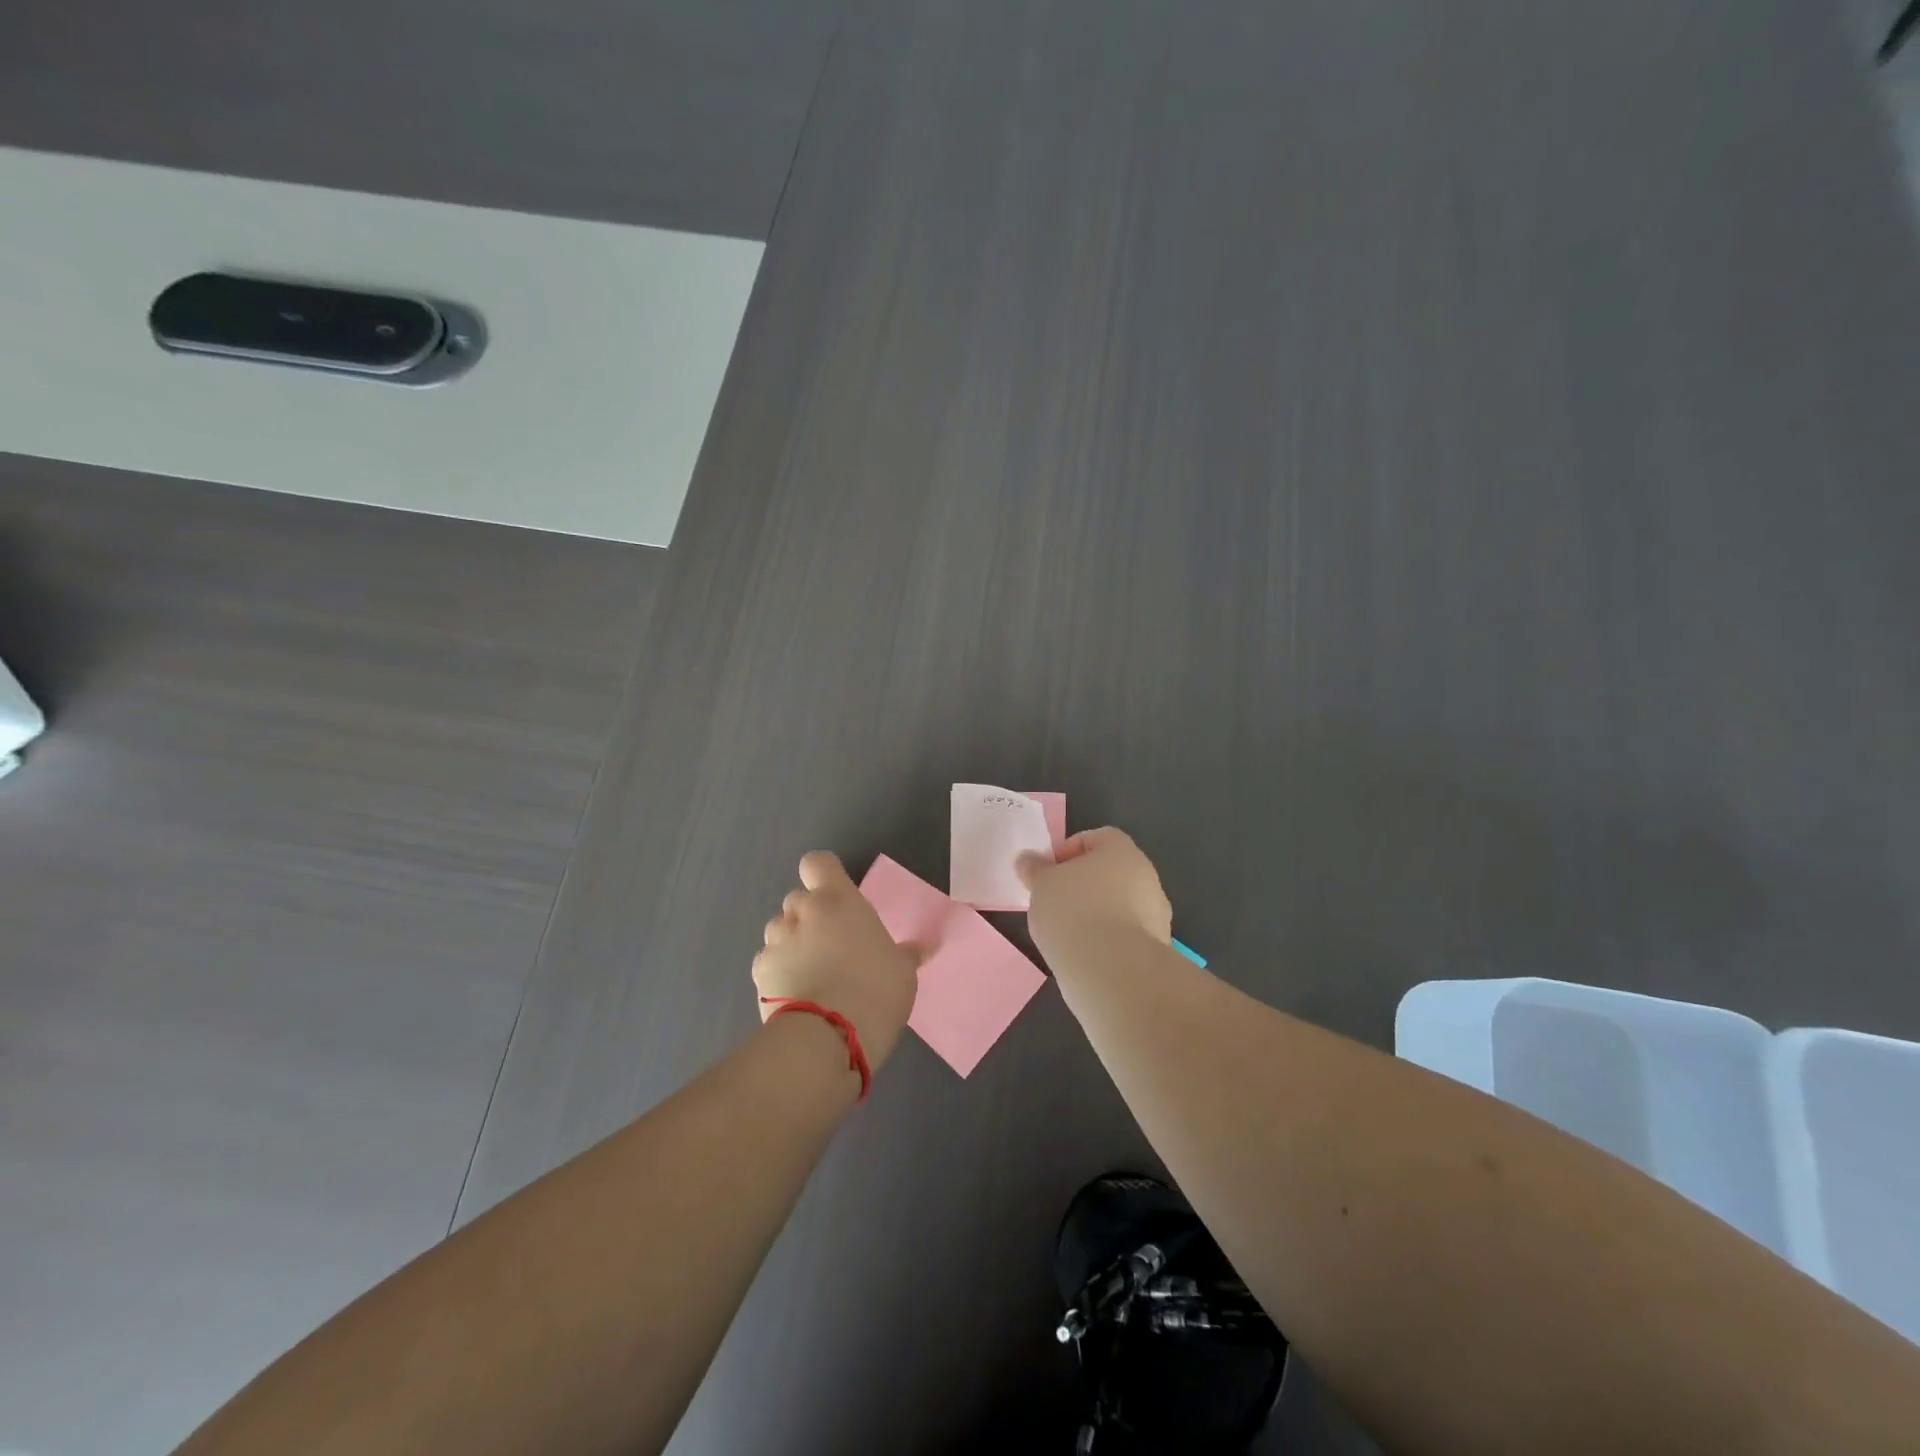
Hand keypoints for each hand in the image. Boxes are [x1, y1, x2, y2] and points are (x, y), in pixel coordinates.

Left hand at [754, 851, 919, 1074]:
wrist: (826, 1038)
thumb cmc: (875, 991)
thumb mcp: (902, 971)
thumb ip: (904, 953)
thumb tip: (918, 948)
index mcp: (838, 900)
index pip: (817, 863)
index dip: (823, 875)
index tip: (835, 896)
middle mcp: (802, 911)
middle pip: (798, 899)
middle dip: (810, 916)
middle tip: (830, 944)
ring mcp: (776, 941)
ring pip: (779, 930)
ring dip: (792, 943)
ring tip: (810, 974)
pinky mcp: (758, 973)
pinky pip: (768, 962)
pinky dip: (778, 973)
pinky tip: (795, 995)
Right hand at [1016, 826, 1172, 959]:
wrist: (1111, 970)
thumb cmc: (1074, 911)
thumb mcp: (1042, 884)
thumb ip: (1034, 868)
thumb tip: (1028, 859)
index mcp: (1122, 851)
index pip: (1097, 837)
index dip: (1068, 851)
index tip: (1048, 872)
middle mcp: (1146, 876)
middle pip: (1110, 872)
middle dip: (1082, 884)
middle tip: (1054, 901)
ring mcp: (1155, 914)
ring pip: (1119, 905)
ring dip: (1096, 913)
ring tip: (1066, 933)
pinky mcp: (1155, 949)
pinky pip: (1124, 935)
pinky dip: (1106, 940)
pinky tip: (1084, 954)